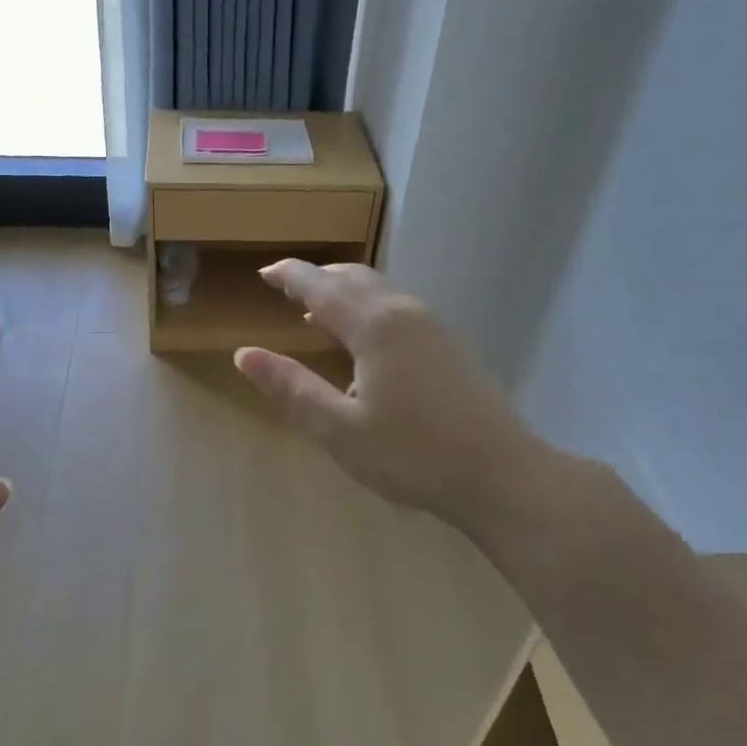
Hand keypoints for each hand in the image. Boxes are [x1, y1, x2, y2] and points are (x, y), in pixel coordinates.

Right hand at [234, 262, 552, 533]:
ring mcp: (434, 327)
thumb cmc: (412, 454)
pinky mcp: (450, 345)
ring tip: (316, 311)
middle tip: (286, 287)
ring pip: (380, 292)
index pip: (322, 287)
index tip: (265, 272)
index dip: (290, 276)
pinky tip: (363, 342)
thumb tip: (245, 355)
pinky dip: (368, 309)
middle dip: (318, 277)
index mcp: (375, 326)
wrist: (501, 474)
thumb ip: (291, 388)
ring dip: (344, 293)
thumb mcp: (339, 429)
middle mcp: (405, 312)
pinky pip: (398, 309)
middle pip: (354, 278)